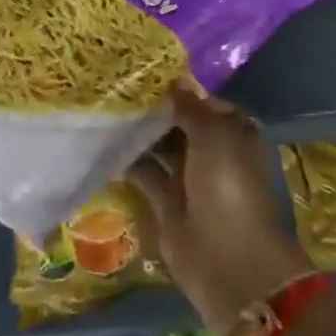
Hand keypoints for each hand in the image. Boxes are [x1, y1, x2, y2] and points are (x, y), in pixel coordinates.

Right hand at [128, 85, 309, 335]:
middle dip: (154, 109)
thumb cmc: (228, 188)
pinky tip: (102, 144)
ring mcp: (189, 179)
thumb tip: (175, 80)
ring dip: (138, 134)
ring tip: (104, 109)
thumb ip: (191, 108)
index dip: (178, 89)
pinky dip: (127, 162)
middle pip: (179, 124)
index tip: (143, 74)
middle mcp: (212, 152)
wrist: (228, 261)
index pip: (203, 102)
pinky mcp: (167, 203)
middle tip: (115, 88)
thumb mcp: (214, 136)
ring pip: (160, 148)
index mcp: (233, 133)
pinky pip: (145, 174)